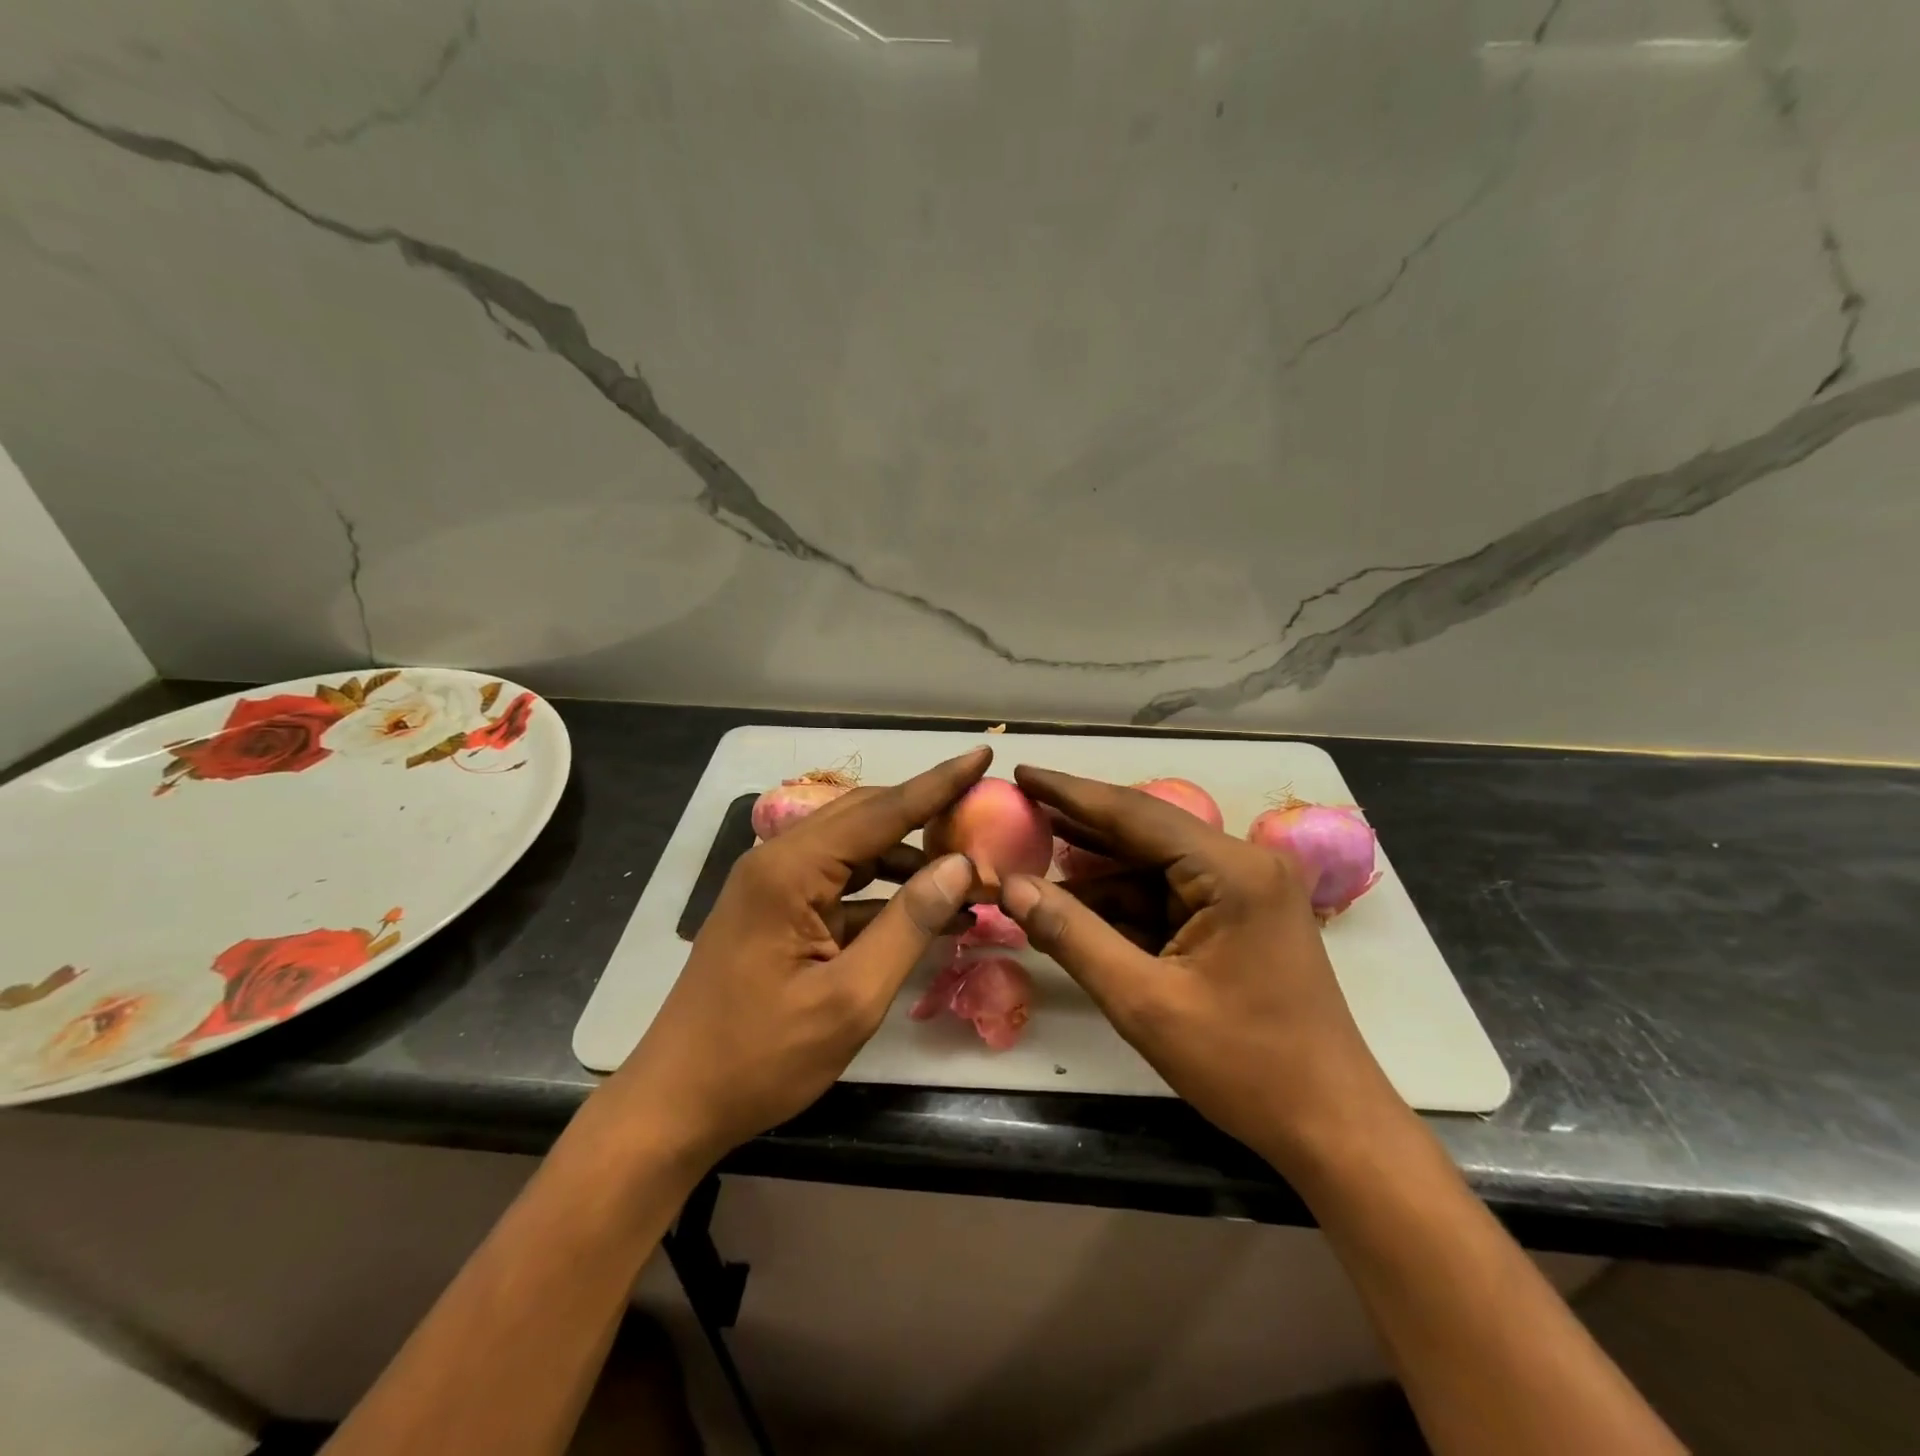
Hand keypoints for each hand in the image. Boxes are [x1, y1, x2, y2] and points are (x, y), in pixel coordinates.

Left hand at [604, 748, 990, 1165]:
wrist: (675, 1104)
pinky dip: (881, 889)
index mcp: (791, 870)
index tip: (982, 753)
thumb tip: (960, 866)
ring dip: (906, 856)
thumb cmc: (761, 1058)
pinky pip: (838, 882)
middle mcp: (778, 860)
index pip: (881, 811)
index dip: (938, 784)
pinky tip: (920, 908)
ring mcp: (772, 885)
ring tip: (963, 870)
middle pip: (865, 817)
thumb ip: (908, 925)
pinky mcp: (775, 910)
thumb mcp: (850, 999)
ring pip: (853, 848)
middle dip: (925, 813)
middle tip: (983, 815)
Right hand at [998, 766, 1404, 1168]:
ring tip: (1031, 861)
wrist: (1331, 1126)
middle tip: (1018, 811)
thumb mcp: (1144, 1003)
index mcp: (1232, 871)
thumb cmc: (1245, 1066)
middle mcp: (1242, 864)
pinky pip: (1168, 897)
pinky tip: (1076, 908)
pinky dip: (1123, 904)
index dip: (1070, 793)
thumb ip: (1073, 936)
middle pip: (1144, 834)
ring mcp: (1244, 890)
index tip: (1022, 772)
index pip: (1135, 814)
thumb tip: (1011, 887)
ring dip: (1096, 874)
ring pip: (1152, 868)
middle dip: (1079, 829)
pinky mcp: (1239, 917)